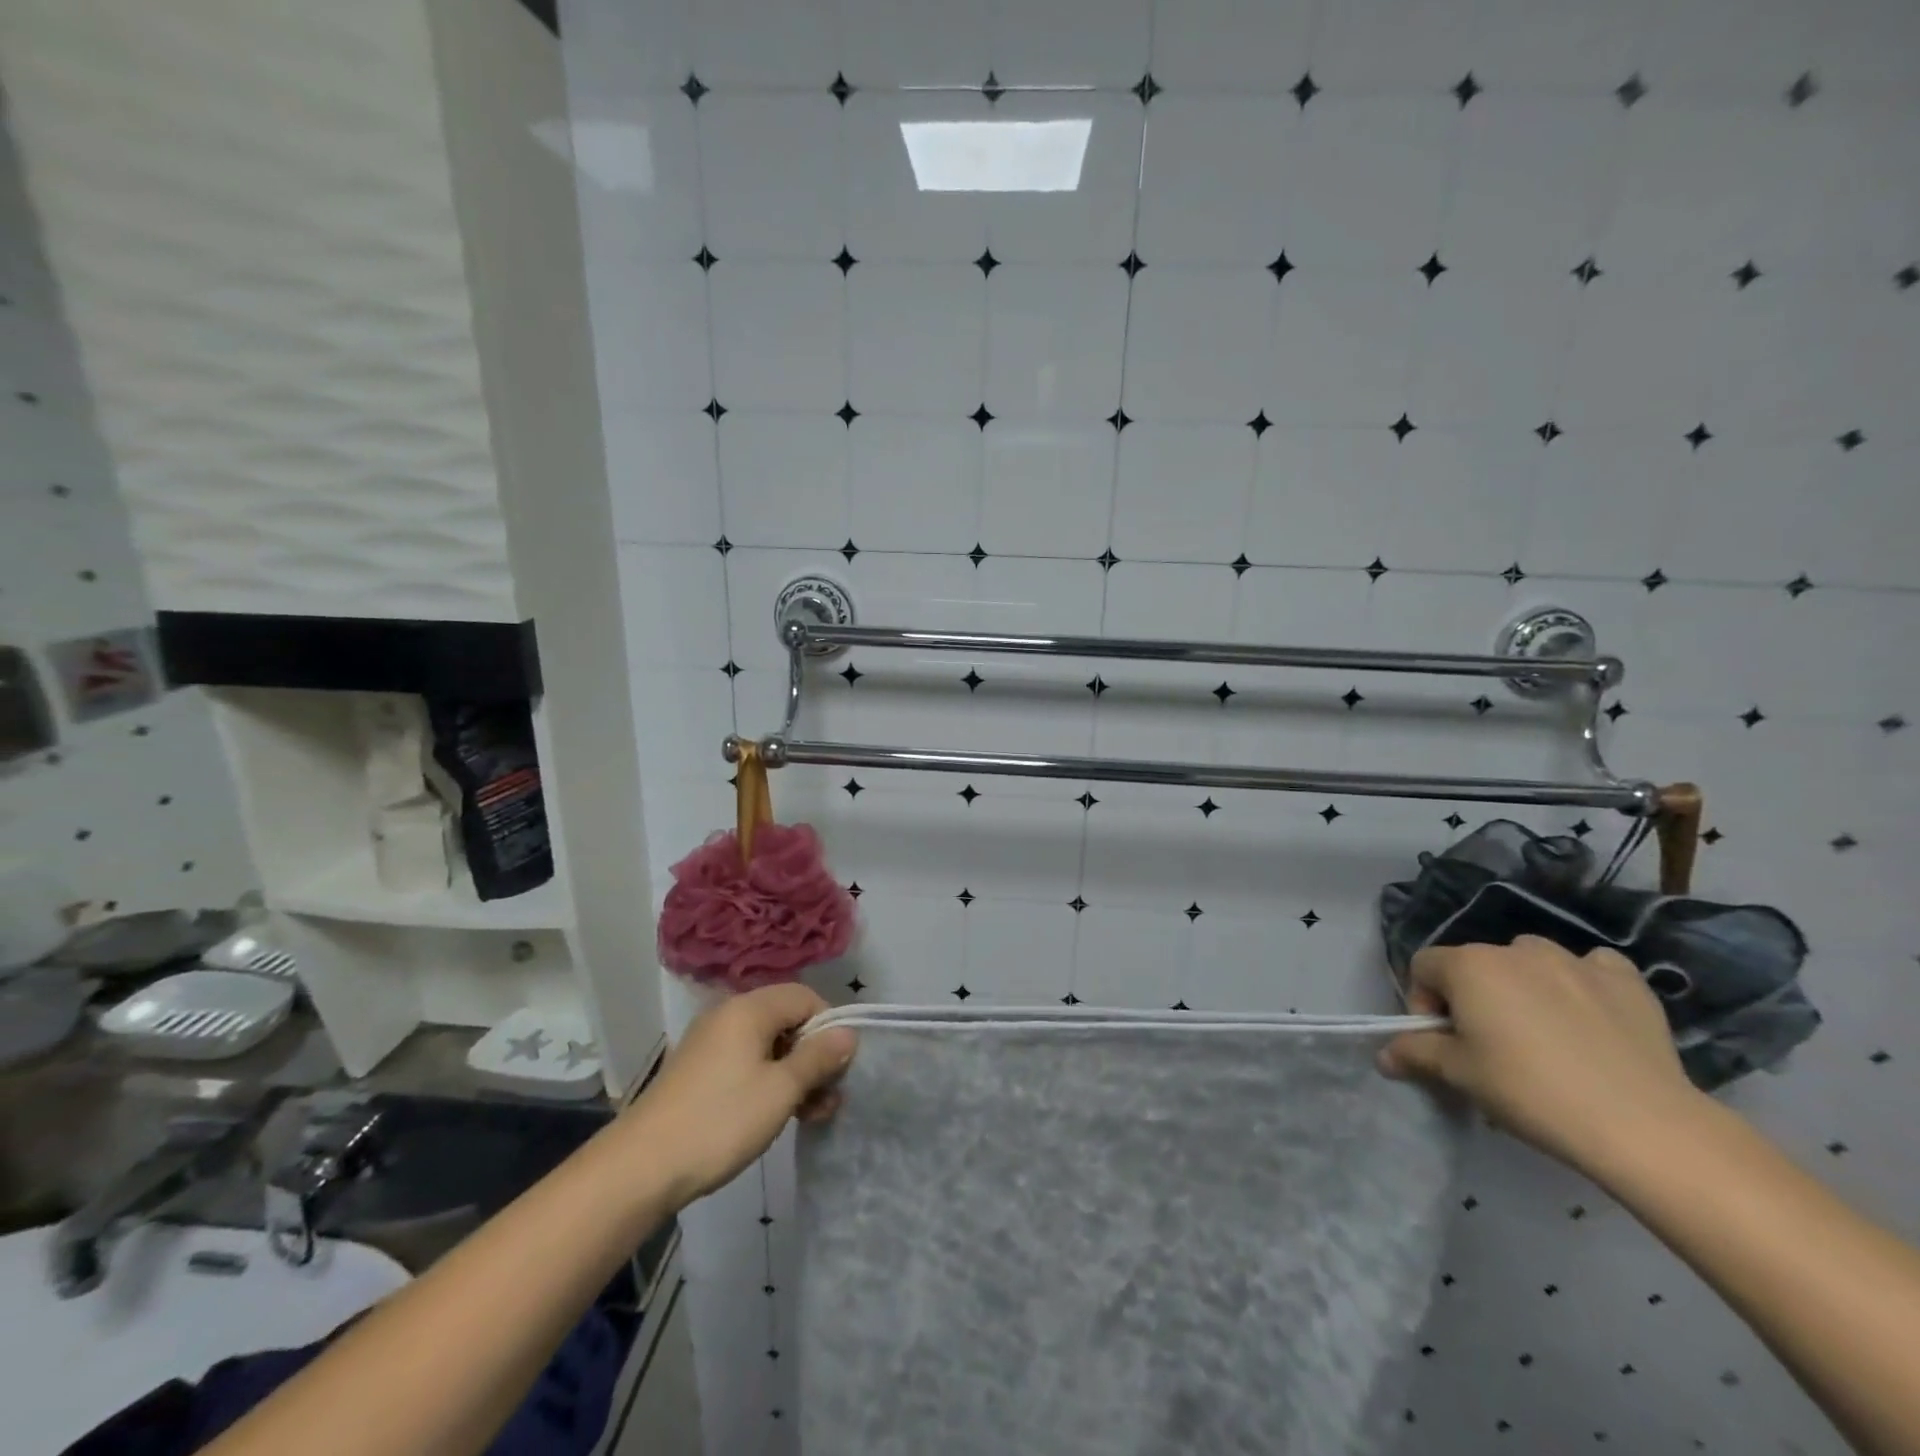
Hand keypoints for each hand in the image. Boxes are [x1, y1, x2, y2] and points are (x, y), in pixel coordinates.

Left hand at [624, 983, 856, 1204]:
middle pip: (787, 1020)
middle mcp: (729, 1015)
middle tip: (828, 1098)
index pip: (805, 997)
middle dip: (813, 1055)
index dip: (829, 1027)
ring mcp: (711, 1043)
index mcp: (749, 1009)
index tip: (839, 1067)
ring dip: (794, 1074)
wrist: (640, 1168)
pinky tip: (776, 1115)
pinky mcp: (699, 1071)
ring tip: (810, 1114)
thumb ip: (818, 1058)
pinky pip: (746, 1062)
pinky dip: (768, 1081)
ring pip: (768, 1045)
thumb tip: (848, 1033)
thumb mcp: (780, 1090)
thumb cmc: (720, 1121)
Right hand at [1377, 936, 1704, 1174]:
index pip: (1423, 967)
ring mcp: (1574, 960)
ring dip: (1525, 987)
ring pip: (1530, 961)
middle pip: (1476, 965)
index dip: (1424, 1003)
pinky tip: (1591, 1018)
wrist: (1643, 1125)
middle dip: (1475, 998)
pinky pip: (1591, 968)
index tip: (1446, 1043)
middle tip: (1493, 1047)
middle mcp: (1515, 949)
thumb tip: (1384, 1055)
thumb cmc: (1530, 1091)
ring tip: (1544, 1033)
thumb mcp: (1459, 1075)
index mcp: (1469, 965)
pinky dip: (1582, 984)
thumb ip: (1415, 1053)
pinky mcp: (1626, 980)